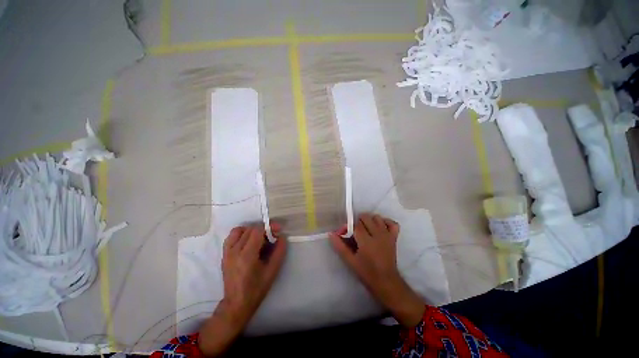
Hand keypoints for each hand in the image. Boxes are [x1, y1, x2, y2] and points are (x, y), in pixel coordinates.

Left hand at [199, 224, 286, 355]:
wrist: (236, 303)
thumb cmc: (257, 288)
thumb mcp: (273, 270)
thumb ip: (279, 251)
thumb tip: (282, 236)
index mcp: (247, 256)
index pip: (257, 231)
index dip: (269, 227)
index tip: (278, 229)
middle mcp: (235, 251)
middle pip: (250, 229)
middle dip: (263, 230)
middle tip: (272, 237)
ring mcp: (227, 252)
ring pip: (240, 230)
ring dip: (252, 230)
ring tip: (260, 238)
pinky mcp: (224, 254)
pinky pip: (232, 236)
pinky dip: (241, 233)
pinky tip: (248, 241)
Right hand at [329, 213, 423, 326]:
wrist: (386, 281)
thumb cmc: (366, 272)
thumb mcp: (350, 260)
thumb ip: (340, 246)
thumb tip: (331, 234)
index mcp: (366, 241)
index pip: (355, 225)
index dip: (348, 227)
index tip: (344, 233)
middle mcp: (377, 235)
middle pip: (366, 218)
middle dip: (358, 222)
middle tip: (355, 232)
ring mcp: (387, 235)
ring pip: (377, 218)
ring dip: (370, 221)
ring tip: (366, 230)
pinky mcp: (394, 237)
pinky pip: (393, 223)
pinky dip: (386, 222)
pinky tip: (380, 228)